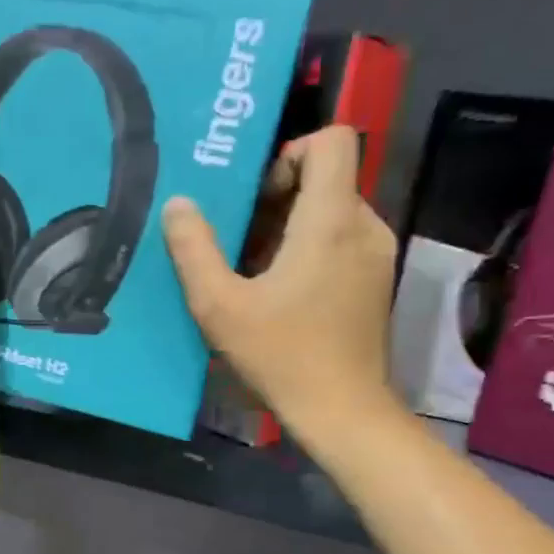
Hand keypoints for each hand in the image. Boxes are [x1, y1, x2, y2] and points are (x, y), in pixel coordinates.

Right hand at [162, 126, 400, 455]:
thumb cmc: (281, 355)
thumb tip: (177, 204)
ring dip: (289, 226)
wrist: (342, 411)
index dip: (290, 152)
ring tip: (250, 267)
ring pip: (332, 212)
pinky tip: (277, 291)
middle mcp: (363, 227)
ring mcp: (375, 256)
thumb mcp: (219, 306)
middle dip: (278, 196)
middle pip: (327, 178)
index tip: (256, 194)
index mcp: (330, 221)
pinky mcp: (374, 282)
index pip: (332, 142)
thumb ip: (193, 250)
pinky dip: (308, 249)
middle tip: (236, 235)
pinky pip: (341, 241)